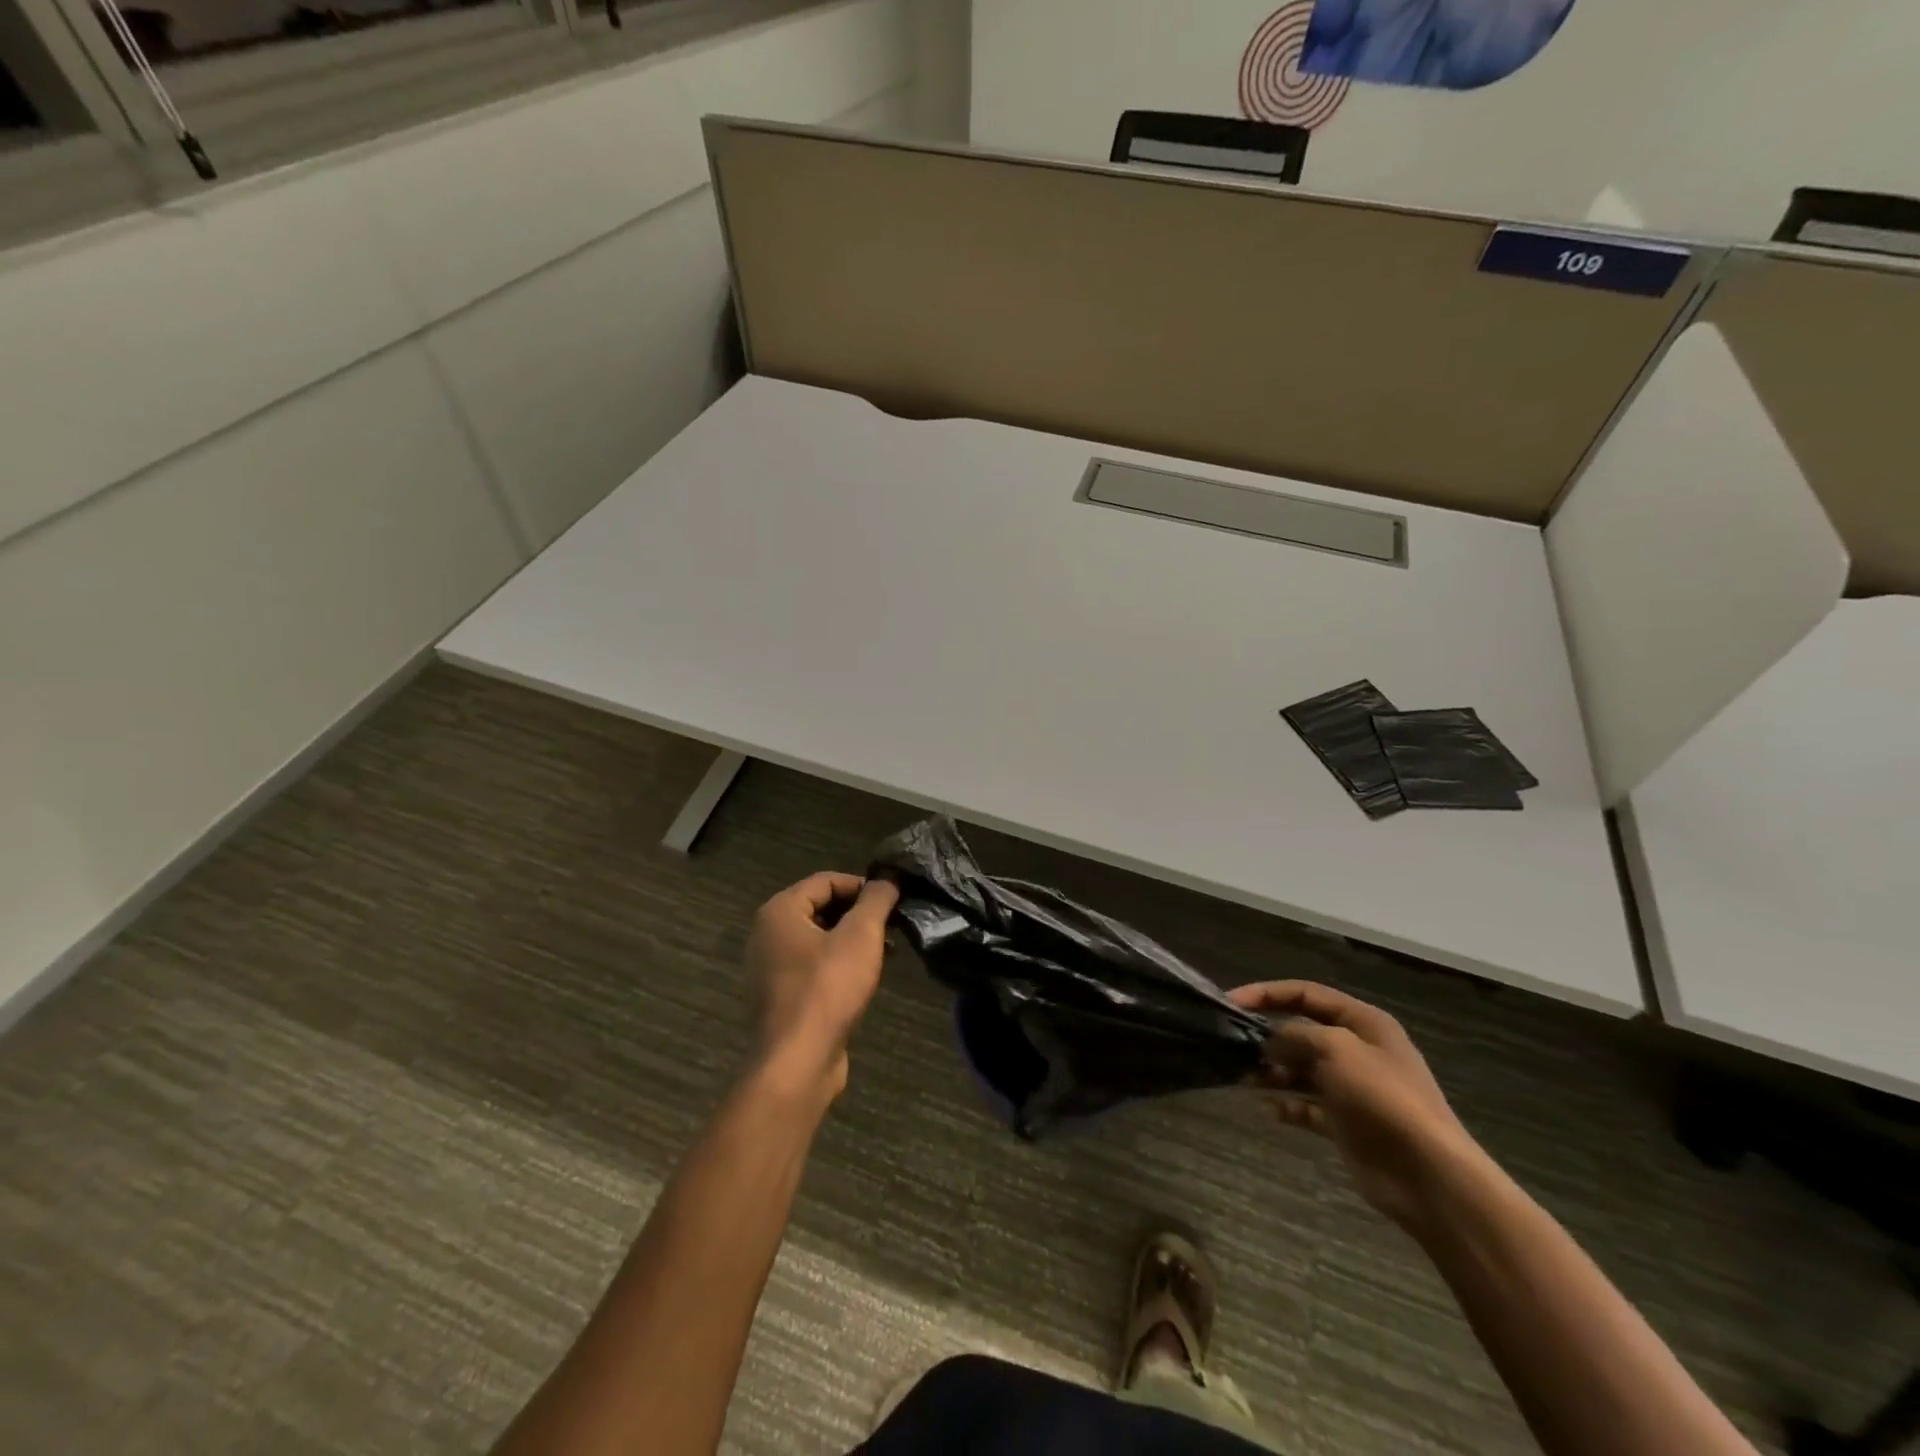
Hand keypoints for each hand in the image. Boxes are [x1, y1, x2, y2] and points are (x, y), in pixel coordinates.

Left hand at [744, 872, 898, 1099]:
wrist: (797, 1062)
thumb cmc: (828, 988)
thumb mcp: (861, 935)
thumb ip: (876, 900)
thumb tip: (888, 878)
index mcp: (780, 911)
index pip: (826, 880)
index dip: (863, 885)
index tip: (893, 900)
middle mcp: (769, 934)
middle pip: (822, 907)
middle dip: (860, 914)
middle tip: (893, 926)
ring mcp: (772, 968)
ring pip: (821, 939)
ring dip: (854, 940)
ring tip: (887, 953)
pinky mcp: (783, 996)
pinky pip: (815, 967)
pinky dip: (841, 964)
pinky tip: (866, 979)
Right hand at [1228, 980, 1478, 1227]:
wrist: (1428, 1175)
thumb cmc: (1382, 1098)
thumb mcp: (1335, 1049)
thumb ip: (1294, 1035)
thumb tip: (1269, 1040)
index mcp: (1363, 1022)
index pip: (1306, 994)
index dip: (1267, 993)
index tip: (1231, 1002)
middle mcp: (1358, 1050)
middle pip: (1302, 1031)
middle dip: (1268, 1036)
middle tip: (1233, 1045)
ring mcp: (1352, 1088)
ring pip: (1301, 1069)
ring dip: (1273, 1072)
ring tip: (1245, 1078)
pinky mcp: (1347, 1123)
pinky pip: (1308, 1106)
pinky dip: (1287, 1105)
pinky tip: (1269, 1109)